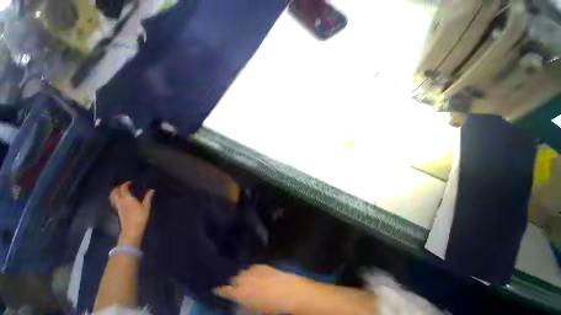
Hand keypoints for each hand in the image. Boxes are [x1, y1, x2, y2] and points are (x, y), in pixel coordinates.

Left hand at [109, 181, 154, 245]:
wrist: (132, 229)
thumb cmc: (140, 216)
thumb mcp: (146, 206)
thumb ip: (148, 197)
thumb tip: (152, 190)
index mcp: (127, 199)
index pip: (123, 189)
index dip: (125, 184)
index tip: (130, 182)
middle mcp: (120, 201)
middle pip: (114, 193)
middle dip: (118, 188)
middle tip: (123, 186)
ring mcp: (118, 207)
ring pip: (112, 198)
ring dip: (115, 193)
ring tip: (121, 192)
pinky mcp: (118, 212)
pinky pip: (114, 202)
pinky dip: (116, 198)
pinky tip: (121, 200)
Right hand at [214, 265, 311, 313]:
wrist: (286, 291)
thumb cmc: (271, 306)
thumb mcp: (255, 310)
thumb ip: (245, 305)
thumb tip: (240, 303)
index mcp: (241, 293)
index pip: (226, 290)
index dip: (220, 290)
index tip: (216, 289)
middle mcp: (245, 279)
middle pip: (234, 279)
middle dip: (233, 283)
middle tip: (234, 287)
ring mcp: (254, 270)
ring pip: (243, 272)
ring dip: (242, 276)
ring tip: (244, 280)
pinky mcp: (262, 266)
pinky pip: (252, 267)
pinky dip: (251, 271)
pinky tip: (253, 273)